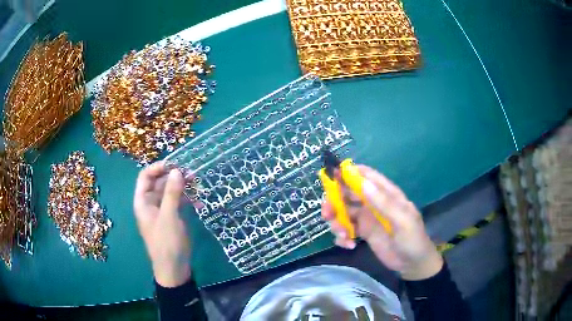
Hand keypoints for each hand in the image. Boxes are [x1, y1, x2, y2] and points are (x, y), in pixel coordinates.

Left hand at [133, 161, 191, 286]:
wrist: (174, 268)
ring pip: (170, 192)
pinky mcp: (172, 218)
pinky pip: (178, 203)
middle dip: (174, 177)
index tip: (175, 164)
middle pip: (159, 183)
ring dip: (183, 187)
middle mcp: (150, 203)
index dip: (158, 168)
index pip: (145, 176)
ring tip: (198, 184)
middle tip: (192, 173)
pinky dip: (187, 200)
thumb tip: (176, 170)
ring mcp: (162, 211)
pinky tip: (199, 203)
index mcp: (143, 201)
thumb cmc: (166, 242)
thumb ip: (172, 193)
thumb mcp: (169, 216)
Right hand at [321, 165, 442, 280]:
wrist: (413, 265)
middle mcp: (374, 203)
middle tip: (327, 214)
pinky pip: (346, 229)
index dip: (348, 173)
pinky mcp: (363, 233)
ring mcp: (367, 218)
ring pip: (343, 212)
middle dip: (334, 201)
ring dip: (337, 222)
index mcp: (386, 194)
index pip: (366, 175)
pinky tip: (348, 245)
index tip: (331, 177)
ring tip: (343, 235)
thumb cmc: (412, 240)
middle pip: (348, 193)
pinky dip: (342, 236)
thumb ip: (384, 203)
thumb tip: (363, 183)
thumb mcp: (402, 221)